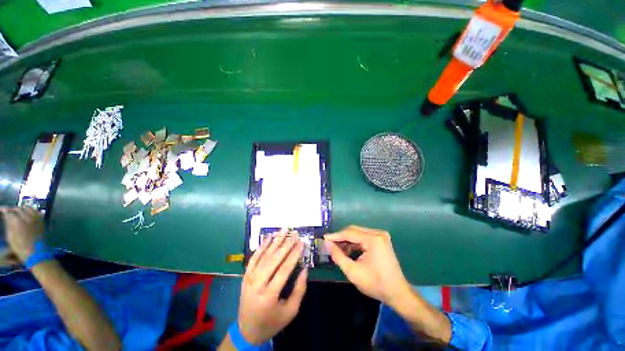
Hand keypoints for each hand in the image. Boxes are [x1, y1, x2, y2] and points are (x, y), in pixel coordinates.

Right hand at [0, 207, 43, 261]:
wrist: (36, 253)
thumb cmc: (21, 248)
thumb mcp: (10, 237)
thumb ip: (9, 225)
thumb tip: (7, 217)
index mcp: (17, 222)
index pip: (9, 212)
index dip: (5, 210)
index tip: (1, 210)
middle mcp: (27, 218)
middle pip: (19, 209)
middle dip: (13, 209)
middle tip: (9, 210)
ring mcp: (35, 219)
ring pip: (28, 208)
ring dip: (22, 208)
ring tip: (18, 211)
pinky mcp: (41, 222)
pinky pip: (36, 212)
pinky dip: (31, 210)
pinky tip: (28, 213)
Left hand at [238, 230, 306, 344]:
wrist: (247, 331)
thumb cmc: (272, 322)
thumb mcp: (290, 311)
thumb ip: (299, 290)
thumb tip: (305, 269)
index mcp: (269, 296)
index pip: (284, 270)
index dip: (294, 255)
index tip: (301, 243)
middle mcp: (257, 285)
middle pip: (273, 260)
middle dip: (286, 245)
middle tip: (294, 233)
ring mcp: (248, 279)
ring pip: (263, 256)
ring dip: (274, 241)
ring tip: (283, 230)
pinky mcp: (245, 276)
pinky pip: (253, 258)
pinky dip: (261, 247)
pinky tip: (268, 237)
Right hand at [325, 226, 410, 305]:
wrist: (398, 293)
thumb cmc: (376, 284)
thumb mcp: (353, 272)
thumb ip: (338, 256)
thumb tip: (327, 244)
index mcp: (373, 239)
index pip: (350, 233)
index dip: (335, 236)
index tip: (324, 238)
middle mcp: (378, 233)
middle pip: (354, 231)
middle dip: (341, 238)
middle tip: (329, 245)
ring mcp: (380, 236)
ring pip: (358, 234)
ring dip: (347, 241)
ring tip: (337, 251)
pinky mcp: (380, 240)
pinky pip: (363, 238)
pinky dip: (354, 244)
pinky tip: (348, 252)